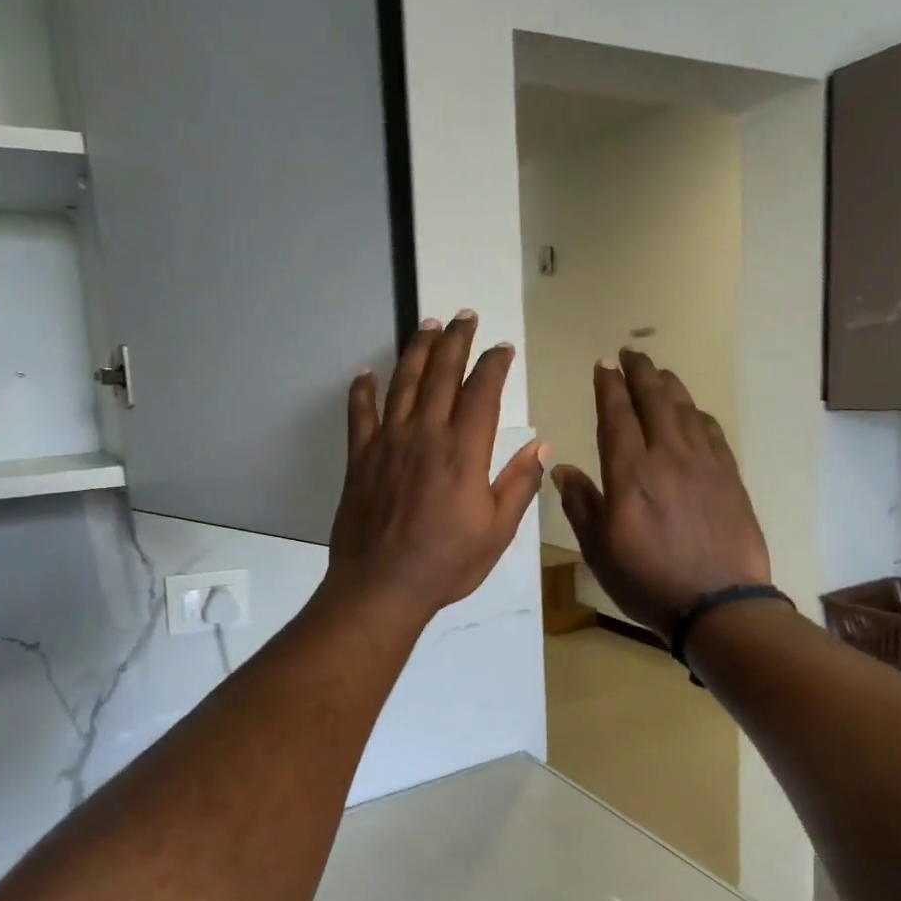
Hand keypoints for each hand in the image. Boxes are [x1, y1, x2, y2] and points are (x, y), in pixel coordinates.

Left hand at [327, 312, 547, 624]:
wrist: (382, 585)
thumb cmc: (446, 563)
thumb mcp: (497, 531)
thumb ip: (519, 484)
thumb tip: (541, 445)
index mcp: (463, 451)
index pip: (482, 392)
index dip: (493, 365)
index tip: (502, 347)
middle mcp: (425, 435)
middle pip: (441, 375)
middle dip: (455, 341)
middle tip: (463, 315)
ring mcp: (388, 443)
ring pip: (402, 384)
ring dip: (415, 351)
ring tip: (425, 325)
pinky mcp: (359, 458)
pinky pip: (360, 414)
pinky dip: (362, 390)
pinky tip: (365, 372)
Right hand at [553, 350, 770, 640]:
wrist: (719, 604)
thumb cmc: (648, 580)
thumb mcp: (599, 549)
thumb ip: (581, 504)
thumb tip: (562, 467)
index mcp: (630, 473)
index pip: (616, 415)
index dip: (608, 387)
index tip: (602, 366)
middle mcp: (668, 456)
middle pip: (654, 400)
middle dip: (640, 372)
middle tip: (630, 353)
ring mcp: (704, 464)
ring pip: (685, 409)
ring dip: (669, 385)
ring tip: (658, 372)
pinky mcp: (729, 477)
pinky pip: (711, 431)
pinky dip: (697, 413)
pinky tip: (692, 412)